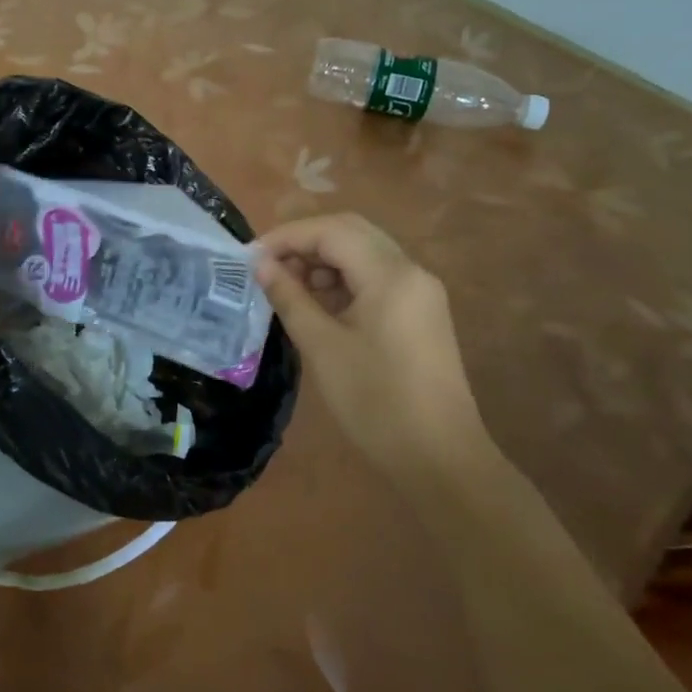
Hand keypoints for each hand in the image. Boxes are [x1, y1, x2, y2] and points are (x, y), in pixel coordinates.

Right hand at [254, 213, 491, 482]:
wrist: (440, 459)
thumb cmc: (375, 402)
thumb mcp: (322, 347)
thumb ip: (289, 297)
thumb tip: (260, 265)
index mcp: (391, 275)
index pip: (331, 231)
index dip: (287, 237)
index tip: (251, 257)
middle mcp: (411, 271)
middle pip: (351, 233)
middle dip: (306, 242)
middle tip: (268, 266)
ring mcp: (420, 292)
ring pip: (364, 253)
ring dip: (324, 260)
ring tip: (288, 287)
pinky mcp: (421, 313)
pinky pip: (377, 278)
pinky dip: (344, 280)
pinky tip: (318, 304)